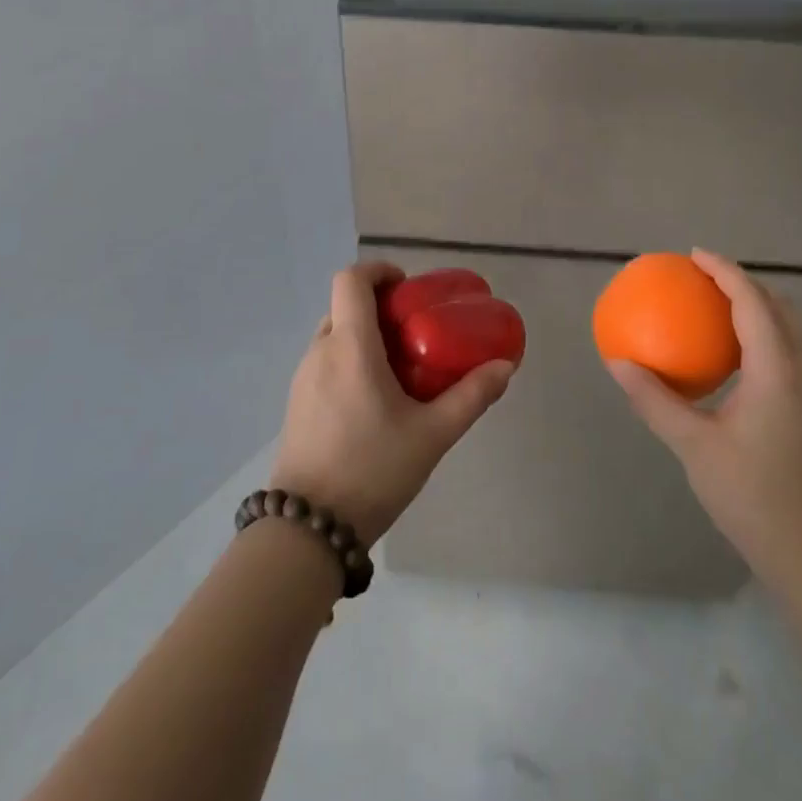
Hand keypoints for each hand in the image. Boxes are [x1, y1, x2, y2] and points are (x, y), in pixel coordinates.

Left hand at [269, 261, 515, 546]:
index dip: (379, 270)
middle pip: (345, 306)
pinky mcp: (297, 404)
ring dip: (365, 336)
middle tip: (415, 329)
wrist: (307, 530)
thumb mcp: (432, 435)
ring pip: (335, 336)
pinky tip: (375, 400)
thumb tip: (505, 366)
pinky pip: (326, 362)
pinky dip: (350, 360)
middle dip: (380, 307)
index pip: (351, 280)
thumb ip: (471, 397)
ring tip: (400, 367)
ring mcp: (303, 379)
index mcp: (350, 347)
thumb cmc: (372, 470)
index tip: (408, 286)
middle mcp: (320, 352)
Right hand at [608, 249, 801, 585]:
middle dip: (745, 283)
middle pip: (779, 307)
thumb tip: (618, 362)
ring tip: (717, 308)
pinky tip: (731, 359)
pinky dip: (761, 335)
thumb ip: (654, 400)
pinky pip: (786, 352)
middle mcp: (798, 371)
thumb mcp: (692, 445)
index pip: (752, 302)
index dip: (725, 271)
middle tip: (705, 278)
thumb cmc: (750, 493)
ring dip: (757, 308)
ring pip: (789, 330)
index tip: (694, 255)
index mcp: (774, 370)